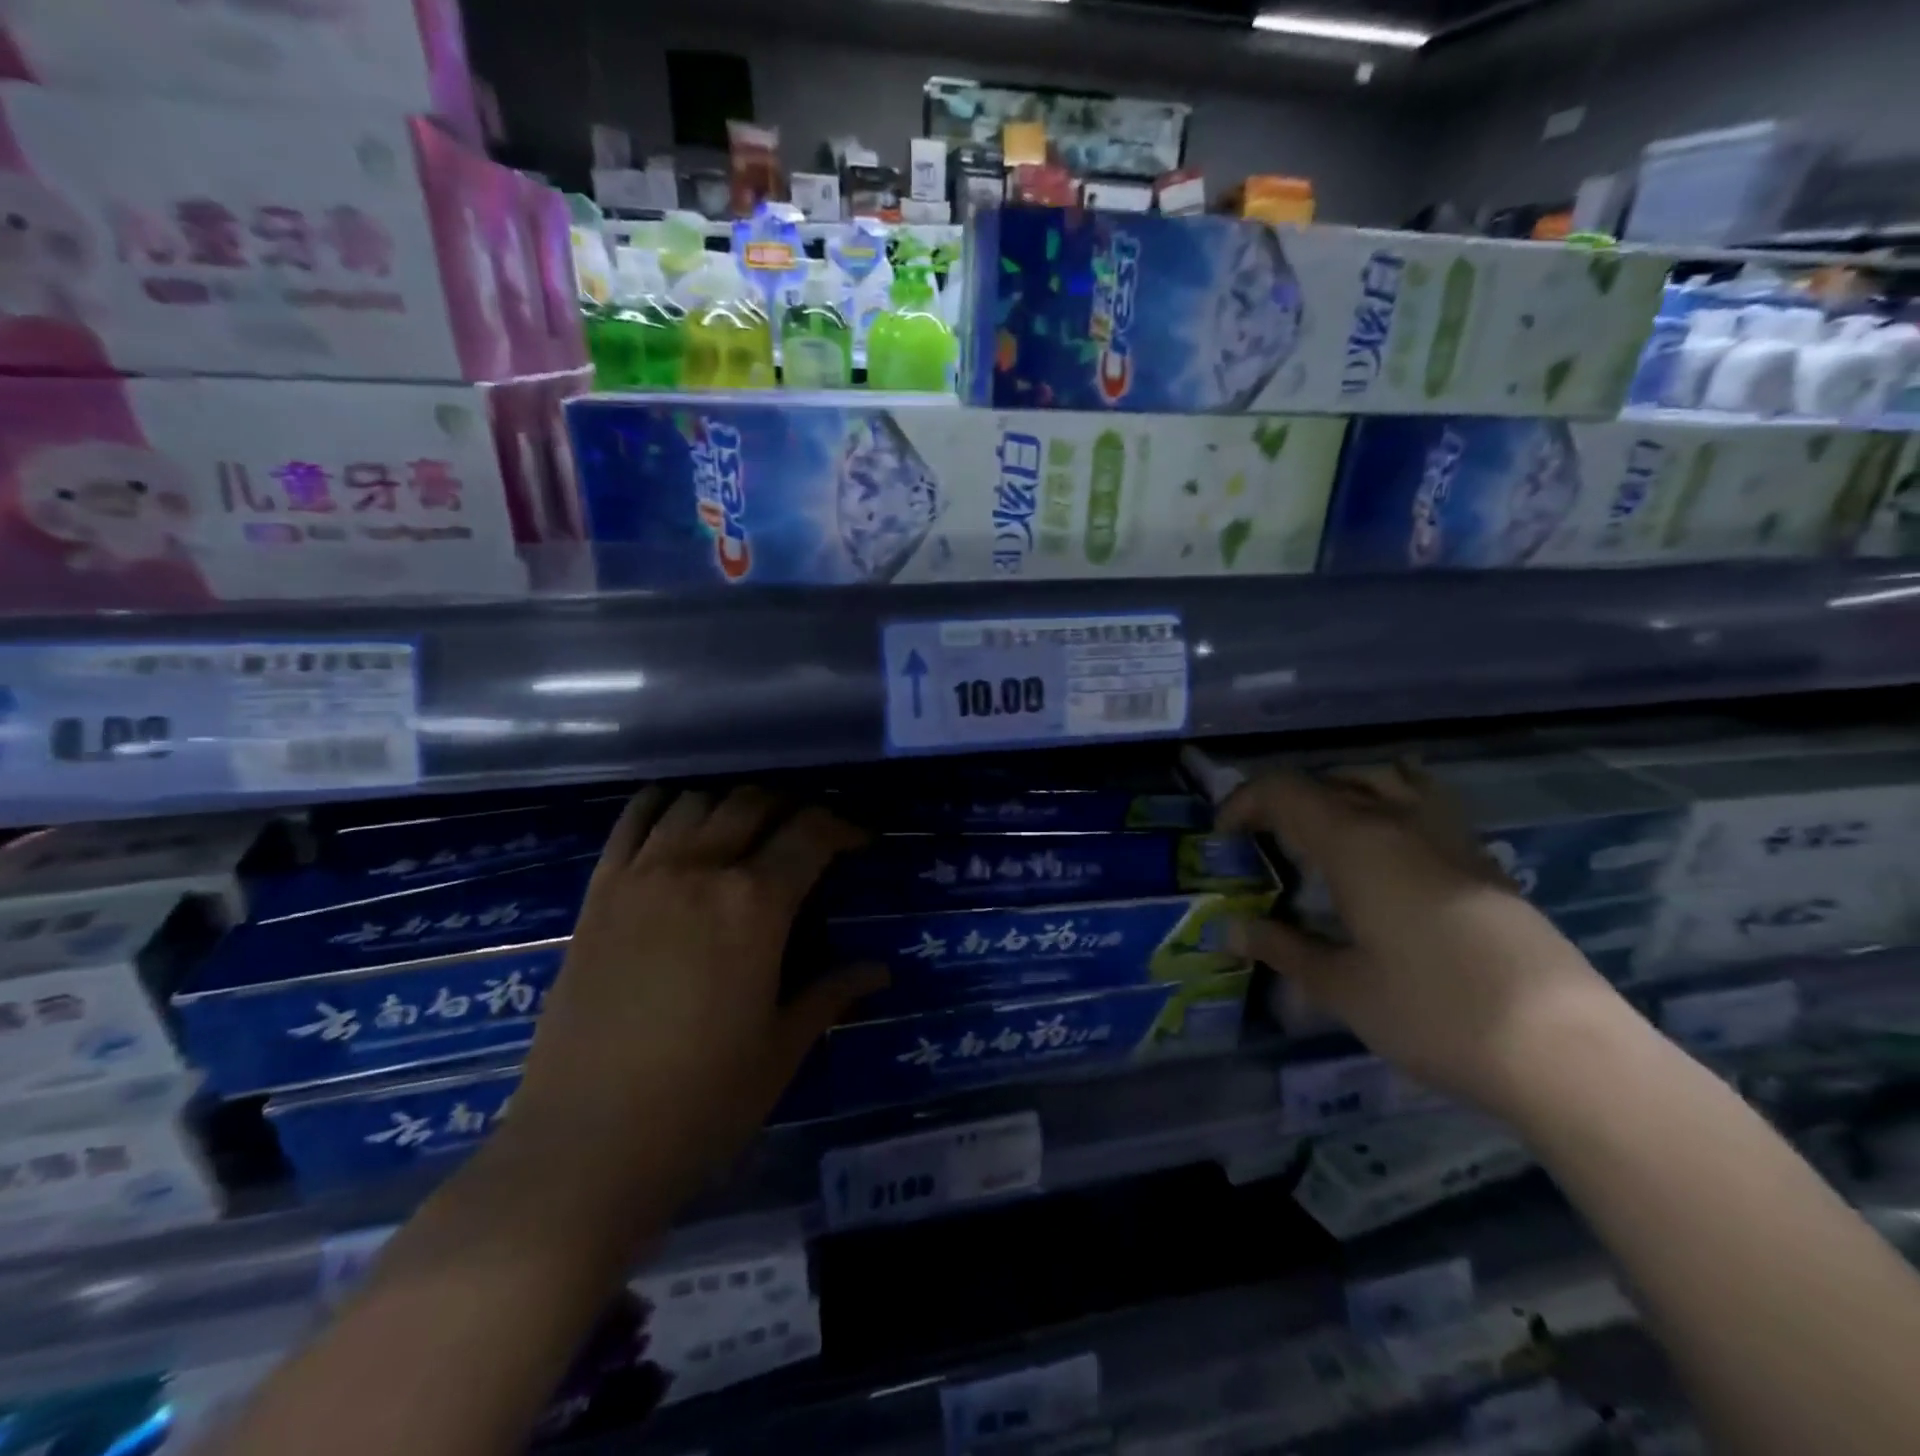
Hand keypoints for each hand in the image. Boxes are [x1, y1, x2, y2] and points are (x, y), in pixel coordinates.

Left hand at [511, 787, 883, 1199]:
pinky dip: (665, 805)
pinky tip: (681, 823)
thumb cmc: (702, 1102)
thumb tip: (880, 971)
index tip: (860, 842)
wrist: (584, 1146)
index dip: (843, 828)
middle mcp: (699, 870)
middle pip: (754, 804)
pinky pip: (633, 821)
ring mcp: (642, 876)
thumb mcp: (782, 1048)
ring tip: (747, 835)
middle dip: (792, 809)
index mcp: (755, 905)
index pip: (810, 833)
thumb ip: (831, 993)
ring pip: (696, 802)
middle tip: (807, 839)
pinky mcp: (598, 894)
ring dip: (732, 806)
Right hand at [1218, 762, 1624, 1116]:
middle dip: (1284, 801)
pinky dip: (1388, 807)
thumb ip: (1281, 949)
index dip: (1244, 803)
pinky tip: (1387, 856)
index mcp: (1356, 843)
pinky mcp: (1484, 861)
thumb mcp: (1341, 987)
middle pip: (1329, 780)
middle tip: (1263, 840)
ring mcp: (1450, 837)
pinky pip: (1424, 805)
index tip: (1224, 837)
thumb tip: (1229, 930)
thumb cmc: (1433, 1013)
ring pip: (1384, 780)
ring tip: (1323, 831)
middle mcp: (1400, 823)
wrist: (1565, 1050)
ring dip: (1340, 792)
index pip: (1284, 791)